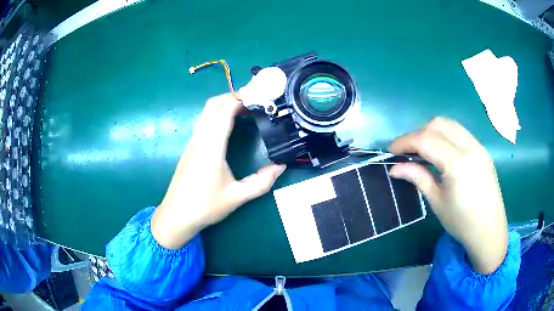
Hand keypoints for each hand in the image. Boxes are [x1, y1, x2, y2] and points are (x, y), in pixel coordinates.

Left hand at [151, 94, 285, 249]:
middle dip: (232, 96)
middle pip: (213, 105)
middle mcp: (200, 139)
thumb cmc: (205, 206)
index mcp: (211, 147)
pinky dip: (218, 115)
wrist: (176, 215)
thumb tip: (280, 167)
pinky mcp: (190, 148)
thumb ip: (261, 182)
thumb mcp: (237, 197)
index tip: (258, 93)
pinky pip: (204, 122)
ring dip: (224, 104)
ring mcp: (193, 143)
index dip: (240, 98)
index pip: (224, 112)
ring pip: (206, 113)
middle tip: (254, 98)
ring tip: (245, 108)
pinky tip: (229, 125)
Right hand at [389, 117, 507, 274]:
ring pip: (450, 124)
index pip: (425, 140)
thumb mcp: (437, 201)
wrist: (489, 231)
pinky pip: (460, 132)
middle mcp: (469, 147)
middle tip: (407, 151)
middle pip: (437, 124)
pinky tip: (441, 152)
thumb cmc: (461, 222)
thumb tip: (394, 168)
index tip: (391, 150)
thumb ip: (417, 177)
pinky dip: (445, 135)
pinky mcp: (482, 150)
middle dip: (417, 133)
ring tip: (422, 149)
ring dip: (432, 131)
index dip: (405, 142)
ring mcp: (478, 146)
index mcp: (457, 163)